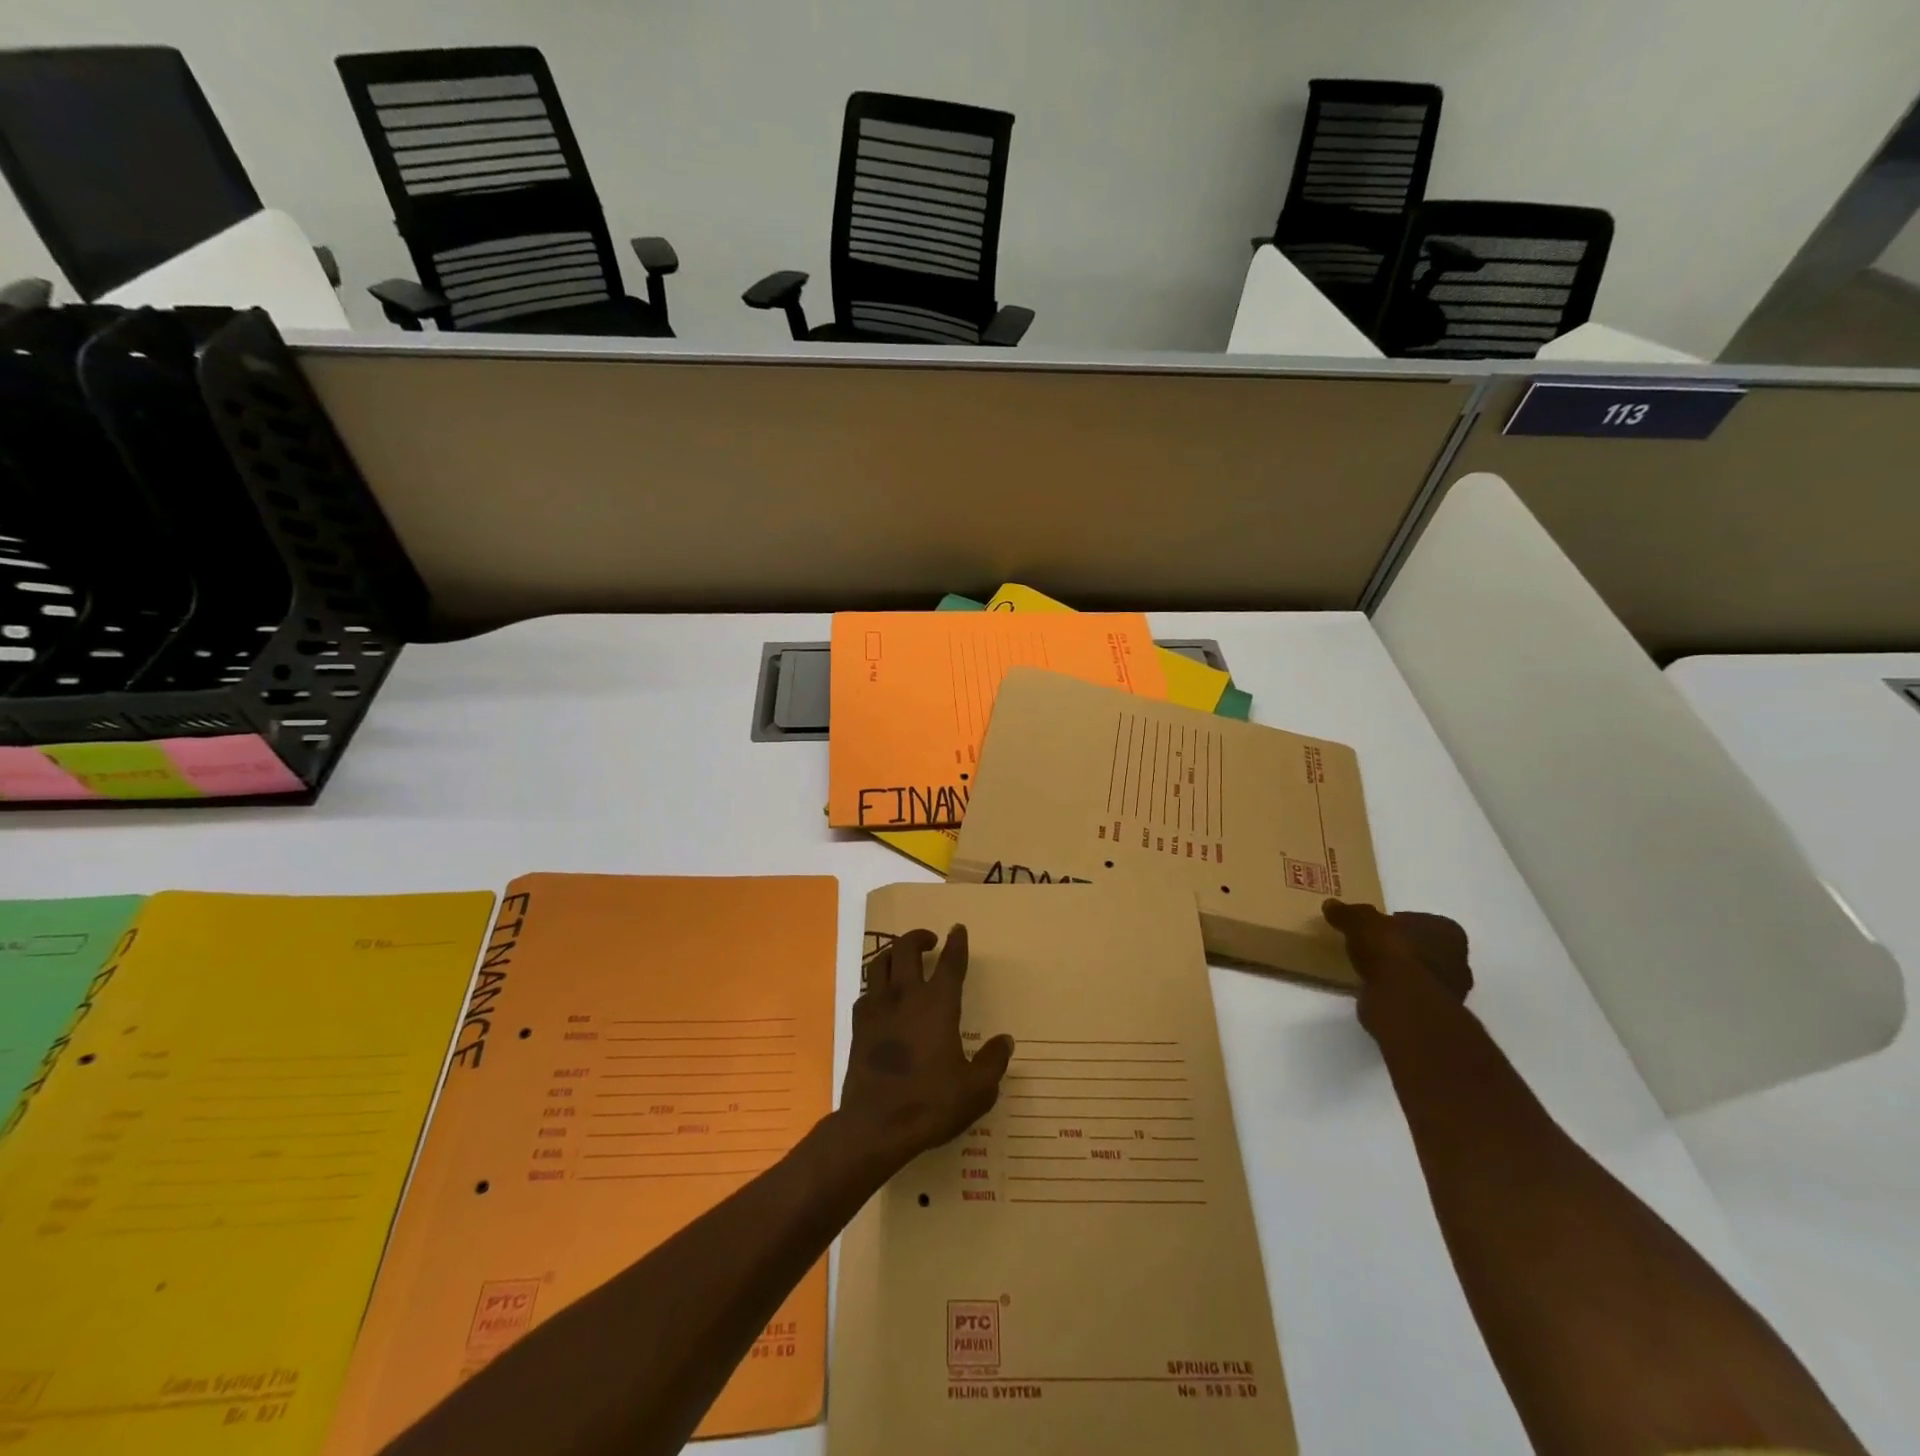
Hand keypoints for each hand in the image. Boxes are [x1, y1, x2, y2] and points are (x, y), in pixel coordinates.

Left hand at [839, 926, 1014, 1166]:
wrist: (875, 1125)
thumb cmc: (930, 1103)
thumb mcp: (976, 1090)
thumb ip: (993, 1062)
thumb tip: (1005, 1041)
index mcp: (938, 1005)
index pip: (950, 962)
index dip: (956, 943)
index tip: (958, 929)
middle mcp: (906, 996)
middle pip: (907, 949)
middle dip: (919, 937)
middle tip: (929, 941)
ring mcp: (878, 1008)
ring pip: (880, 963)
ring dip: (893, 953)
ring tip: (903, 958)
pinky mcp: (858, 1026)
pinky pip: (866, 992)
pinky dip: (876, 986)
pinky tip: (882, 997)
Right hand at [1323, 899, 1472, 1035]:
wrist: (1401, 1002)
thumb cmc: (1390, 952)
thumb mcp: (1360, 922)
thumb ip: (1348, 913)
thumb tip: (1331, 905)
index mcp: (1448, 932)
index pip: (1421, 921)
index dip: (1397, 924)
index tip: (1375, 929)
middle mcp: (1458, 960)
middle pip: (1423, 948)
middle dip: (1401, 949)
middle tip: (1372, 948)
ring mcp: (1450, 990)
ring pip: (1419, 974)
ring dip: (1399, 973)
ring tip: (1369, 970)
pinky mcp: (1435, 1014)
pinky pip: (1411, 995)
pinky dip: (1395, 992)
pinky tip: (1374, 989)